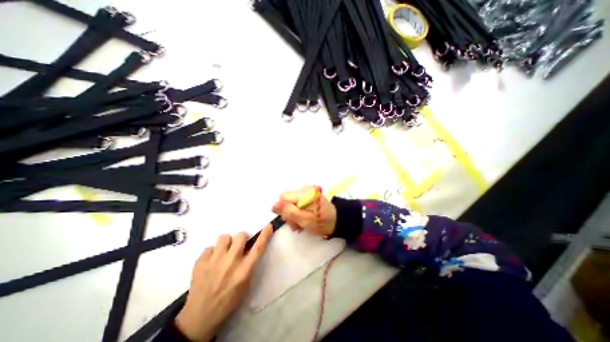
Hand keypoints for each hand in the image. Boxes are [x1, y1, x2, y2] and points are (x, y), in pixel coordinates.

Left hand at [175, 226, 271, 339]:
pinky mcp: (200, 262)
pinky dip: (212, 253)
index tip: (268, 226)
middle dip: (241, 239)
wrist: (200, 316)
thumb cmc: (228, 301)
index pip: (258, 248)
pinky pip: (210, 247)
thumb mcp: (245, 284)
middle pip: (241, 235)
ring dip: (226, 243)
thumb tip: (250, 247)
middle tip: (237, 247)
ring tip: (222, 253)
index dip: (265, 235)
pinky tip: (210, 263)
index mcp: (244, 271)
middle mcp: (231, 262)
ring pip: (224, 237)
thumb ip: (249, 264)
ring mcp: (214, 261)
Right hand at [273, 187, 338, 237]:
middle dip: (289, 213)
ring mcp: (307, 193)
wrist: (337, 221)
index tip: (289, 220)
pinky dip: (298, 212)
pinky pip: (298, 203)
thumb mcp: (304, 219)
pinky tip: (304, 219)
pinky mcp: (309, 197)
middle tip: (296, 224)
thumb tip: (274, 206)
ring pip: (291, 203)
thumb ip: (289, 212)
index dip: (283, 209)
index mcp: (304, 193)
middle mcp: (304, 190)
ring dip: (293, 215)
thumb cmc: (321, 222)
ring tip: (301, 224)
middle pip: (287, 200)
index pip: (283, 197)